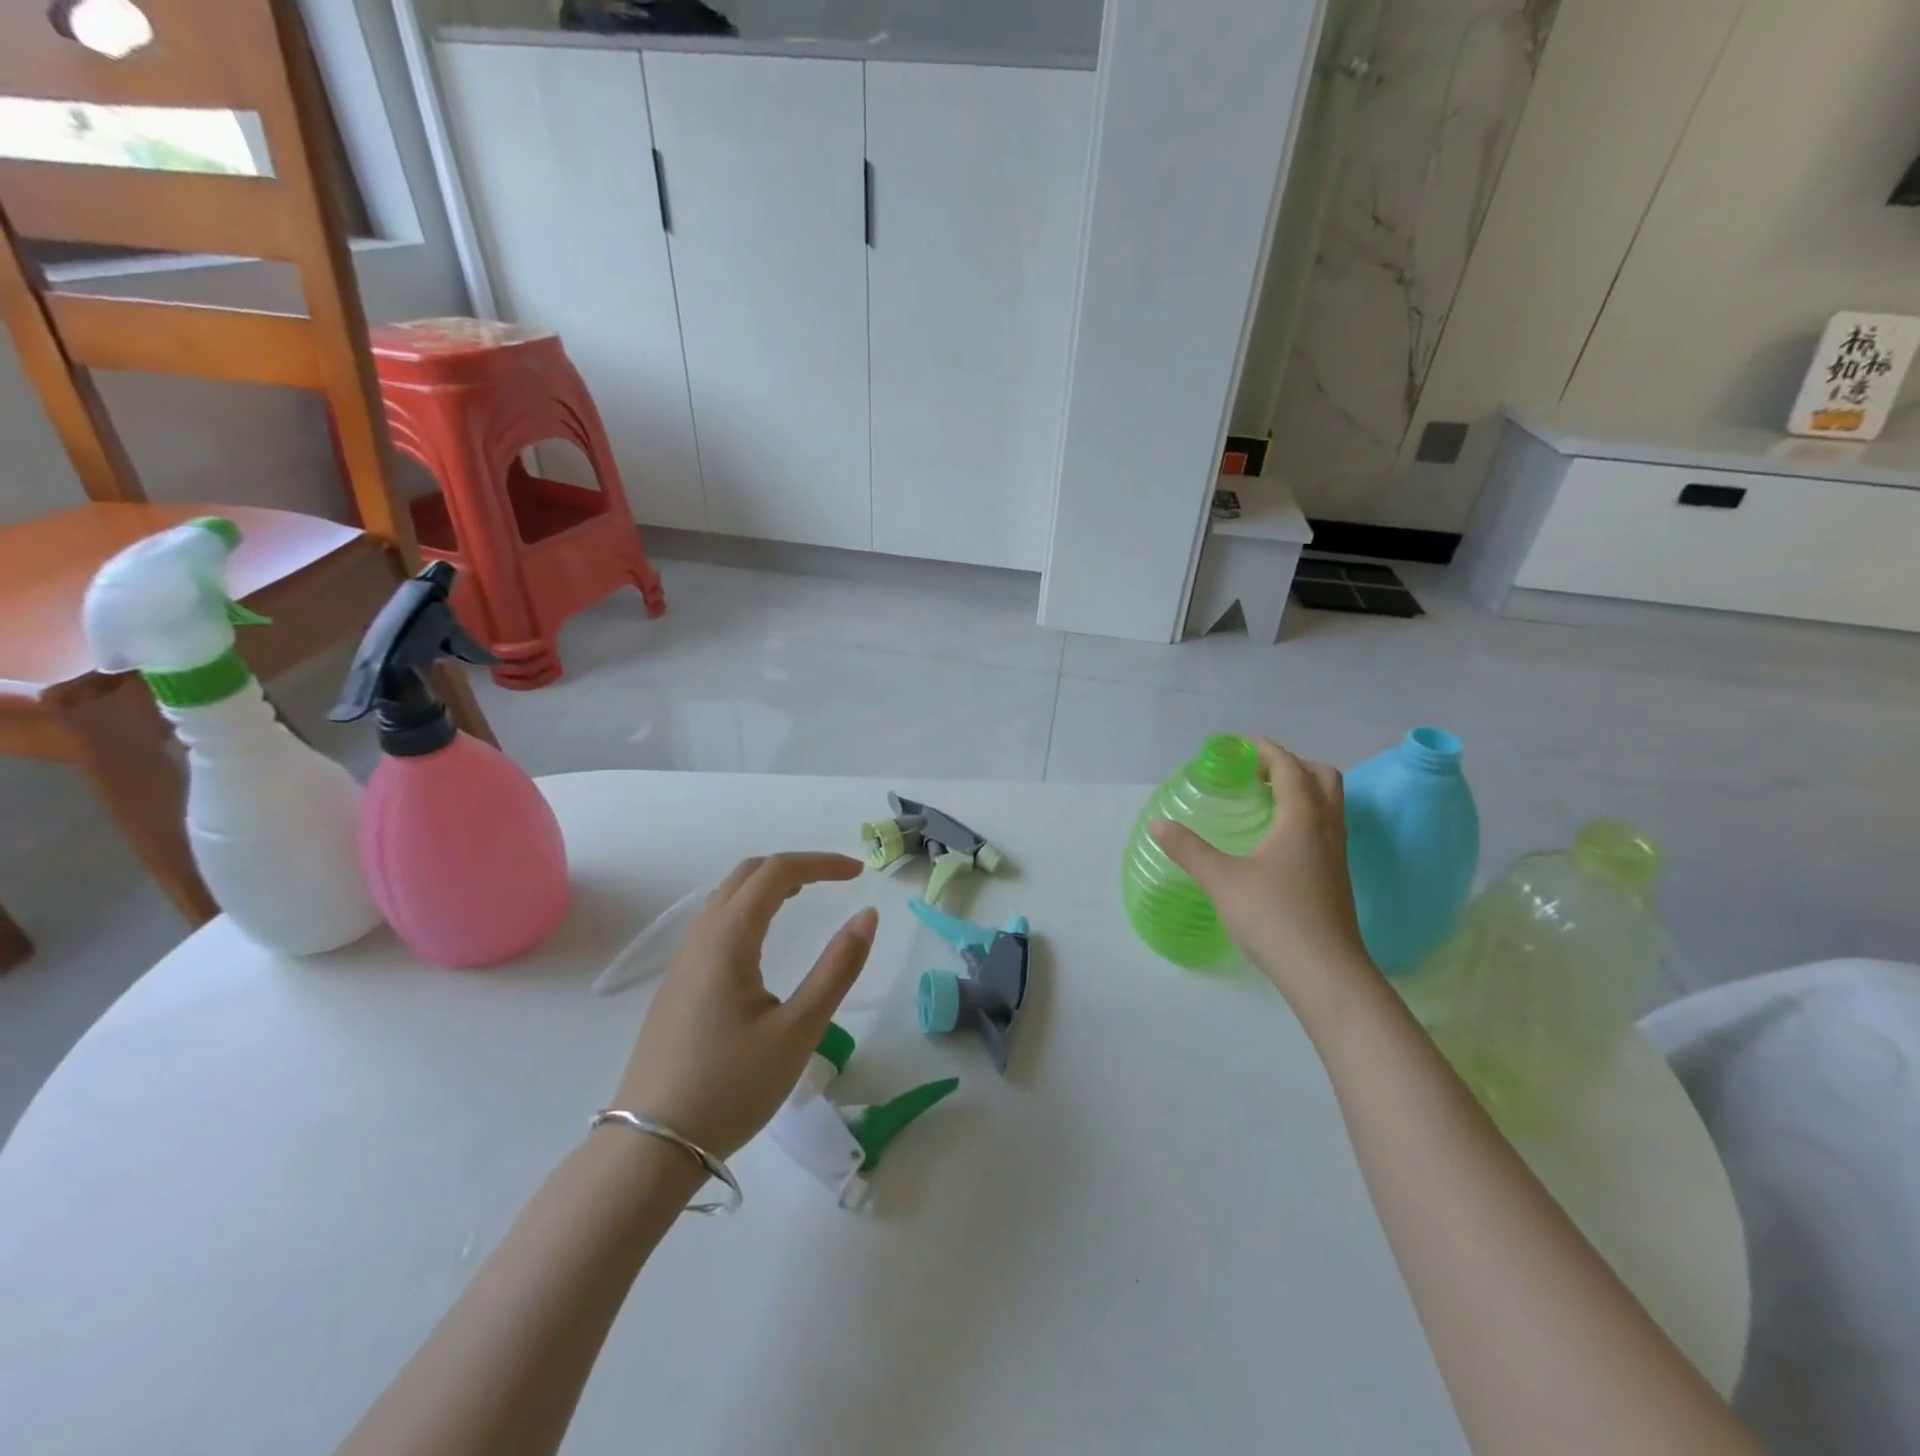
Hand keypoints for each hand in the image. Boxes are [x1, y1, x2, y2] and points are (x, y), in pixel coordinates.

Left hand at [611, 853, 877, 1158]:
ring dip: (768, 885)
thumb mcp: (798, 1030)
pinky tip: (763, 940)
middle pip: (746, 874)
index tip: (859, 873)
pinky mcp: (677, 985)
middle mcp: (701, 938)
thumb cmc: (731, 1087)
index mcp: (728, 939)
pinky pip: (715, 923)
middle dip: (794, 866)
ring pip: (726, 898)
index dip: (821, 863)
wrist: (650, 1148)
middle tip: (835, 881)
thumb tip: (867, 915)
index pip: (776, 872)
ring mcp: (683, 962)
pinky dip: (749, 908)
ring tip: (805, 898)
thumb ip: (837, 968)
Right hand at [1149, 739, 1377, 1029]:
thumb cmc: (1275, 918)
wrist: (1326, 973)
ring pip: (1329, 805)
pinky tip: (1276, 841)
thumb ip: (1188, 849)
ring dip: (1302, 790)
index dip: (1268, 751)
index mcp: (1302, 820)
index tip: (1243, 746)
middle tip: (1258, 773)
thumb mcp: (1222, 881)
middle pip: (1323, 778)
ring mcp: (1336, 856)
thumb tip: (1158, 823)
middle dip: (1293, 765)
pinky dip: (1305, 816)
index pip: (1290, 769)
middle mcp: (1326, 830)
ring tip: (1265, 801)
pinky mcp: (1336, 879)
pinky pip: (1325, 828)